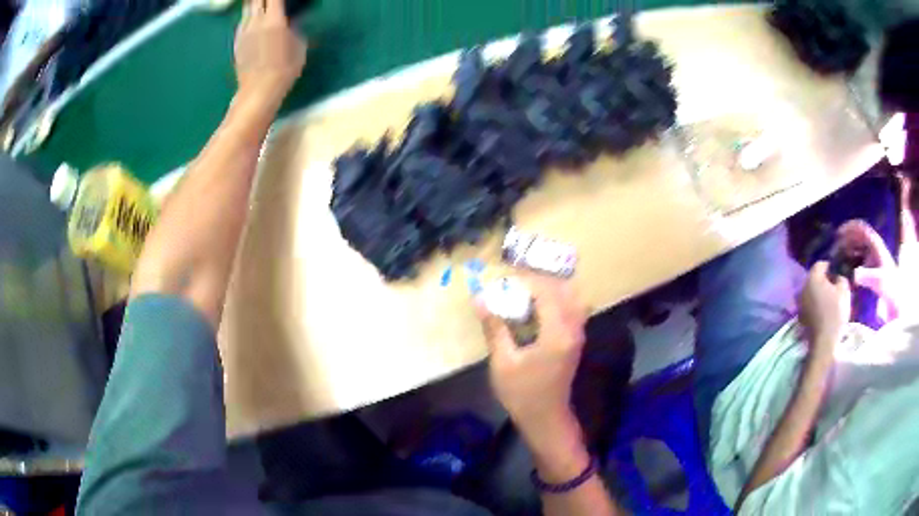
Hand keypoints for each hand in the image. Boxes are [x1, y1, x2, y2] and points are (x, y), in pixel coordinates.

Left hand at [234, 0, 306, 101]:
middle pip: (255, 0)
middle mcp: (256, 21)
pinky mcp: (236, 42)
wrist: (258, 91)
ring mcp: (243, 32)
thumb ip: (296, 27)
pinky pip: (242, 23)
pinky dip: (249, 18)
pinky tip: (255, 24)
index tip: (282, 1)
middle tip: (271, 3)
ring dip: (255, 6)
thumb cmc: (284, 69)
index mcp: (274, 20)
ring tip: (263, 9)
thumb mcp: (299, 46)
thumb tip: (293, 19)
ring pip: (247, 9)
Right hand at [474, 275, 587, 472]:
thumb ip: (495, 328)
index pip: (547, 292)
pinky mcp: (575, 340)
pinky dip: (556, 302)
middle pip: (564, 290)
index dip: (527, 281)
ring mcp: (577, 335)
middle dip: (540, 282)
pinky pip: (571, 310)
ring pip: (571, 298)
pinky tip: (536, 309)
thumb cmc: (522, 393)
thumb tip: (480, 300)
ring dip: (550, 290)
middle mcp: (573, 329)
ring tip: (525, 293)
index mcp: (557, 333)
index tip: (506, 280)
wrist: (545, 418)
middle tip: (516, 284)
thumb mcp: (503, 362)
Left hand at [798, 262, 851, 351]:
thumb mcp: (843, 290)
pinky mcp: (801, 316)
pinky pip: (810, 304)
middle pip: (815, 277)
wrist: (823, 342)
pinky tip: (824, 311)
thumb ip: (841, 276)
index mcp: (812, 277)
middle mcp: (803, 287)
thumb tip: (838, 274)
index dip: (831, 267)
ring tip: (831, 300)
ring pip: (812, 291)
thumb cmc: (835, 313)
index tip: (839, 274)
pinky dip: (816, 304)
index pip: (821, 264)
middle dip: (825, 280)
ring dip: (820, 292)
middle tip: (836, 287)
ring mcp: (800, 302)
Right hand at [836, 220, 901, 318]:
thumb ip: (867, 276)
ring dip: (848, 250)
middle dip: (847, 240)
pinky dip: (852, 261)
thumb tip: (854, 274)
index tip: (838, 233)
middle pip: (858, 237)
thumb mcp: (879, 281)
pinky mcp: (872, 269)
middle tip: (836, 248)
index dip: (850, 227)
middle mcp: (873, 248)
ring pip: (858, 248)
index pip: (861, 228)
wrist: (896, 300)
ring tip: (839, 258)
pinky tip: (847, 270)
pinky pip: (859, 260)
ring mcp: (873, 258)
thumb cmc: (889, 287)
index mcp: (875, 244)